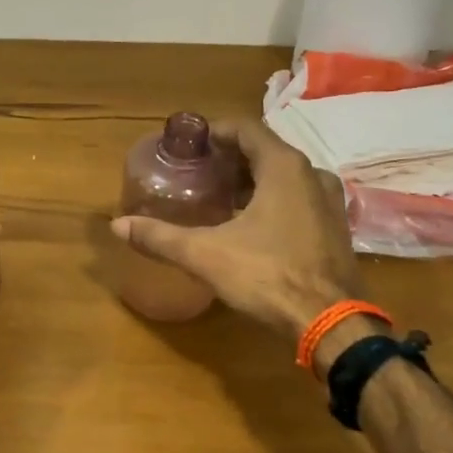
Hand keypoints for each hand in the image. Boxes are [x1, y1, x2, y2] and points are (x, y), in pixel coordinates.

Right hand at [112, 118, 364, 342]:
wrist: (331, 324)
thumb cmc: (269, 276)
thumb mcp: (206, 255)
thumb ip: (160, 237)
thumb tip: (118, 226)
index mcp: (284, 167)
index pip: (246, 129)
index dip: (215, 131)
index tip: (189, 144)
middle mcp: (311, 175)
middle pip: (265, 151)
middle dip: (230, 158)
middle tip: (198, 171)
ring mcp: (329, 202)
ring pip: (284, 176)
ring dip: (252, 180)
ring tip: (219, 196)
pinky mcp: (335, 228)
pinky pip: (298, 198)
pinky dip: (272, 200)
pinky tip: (249, 224)